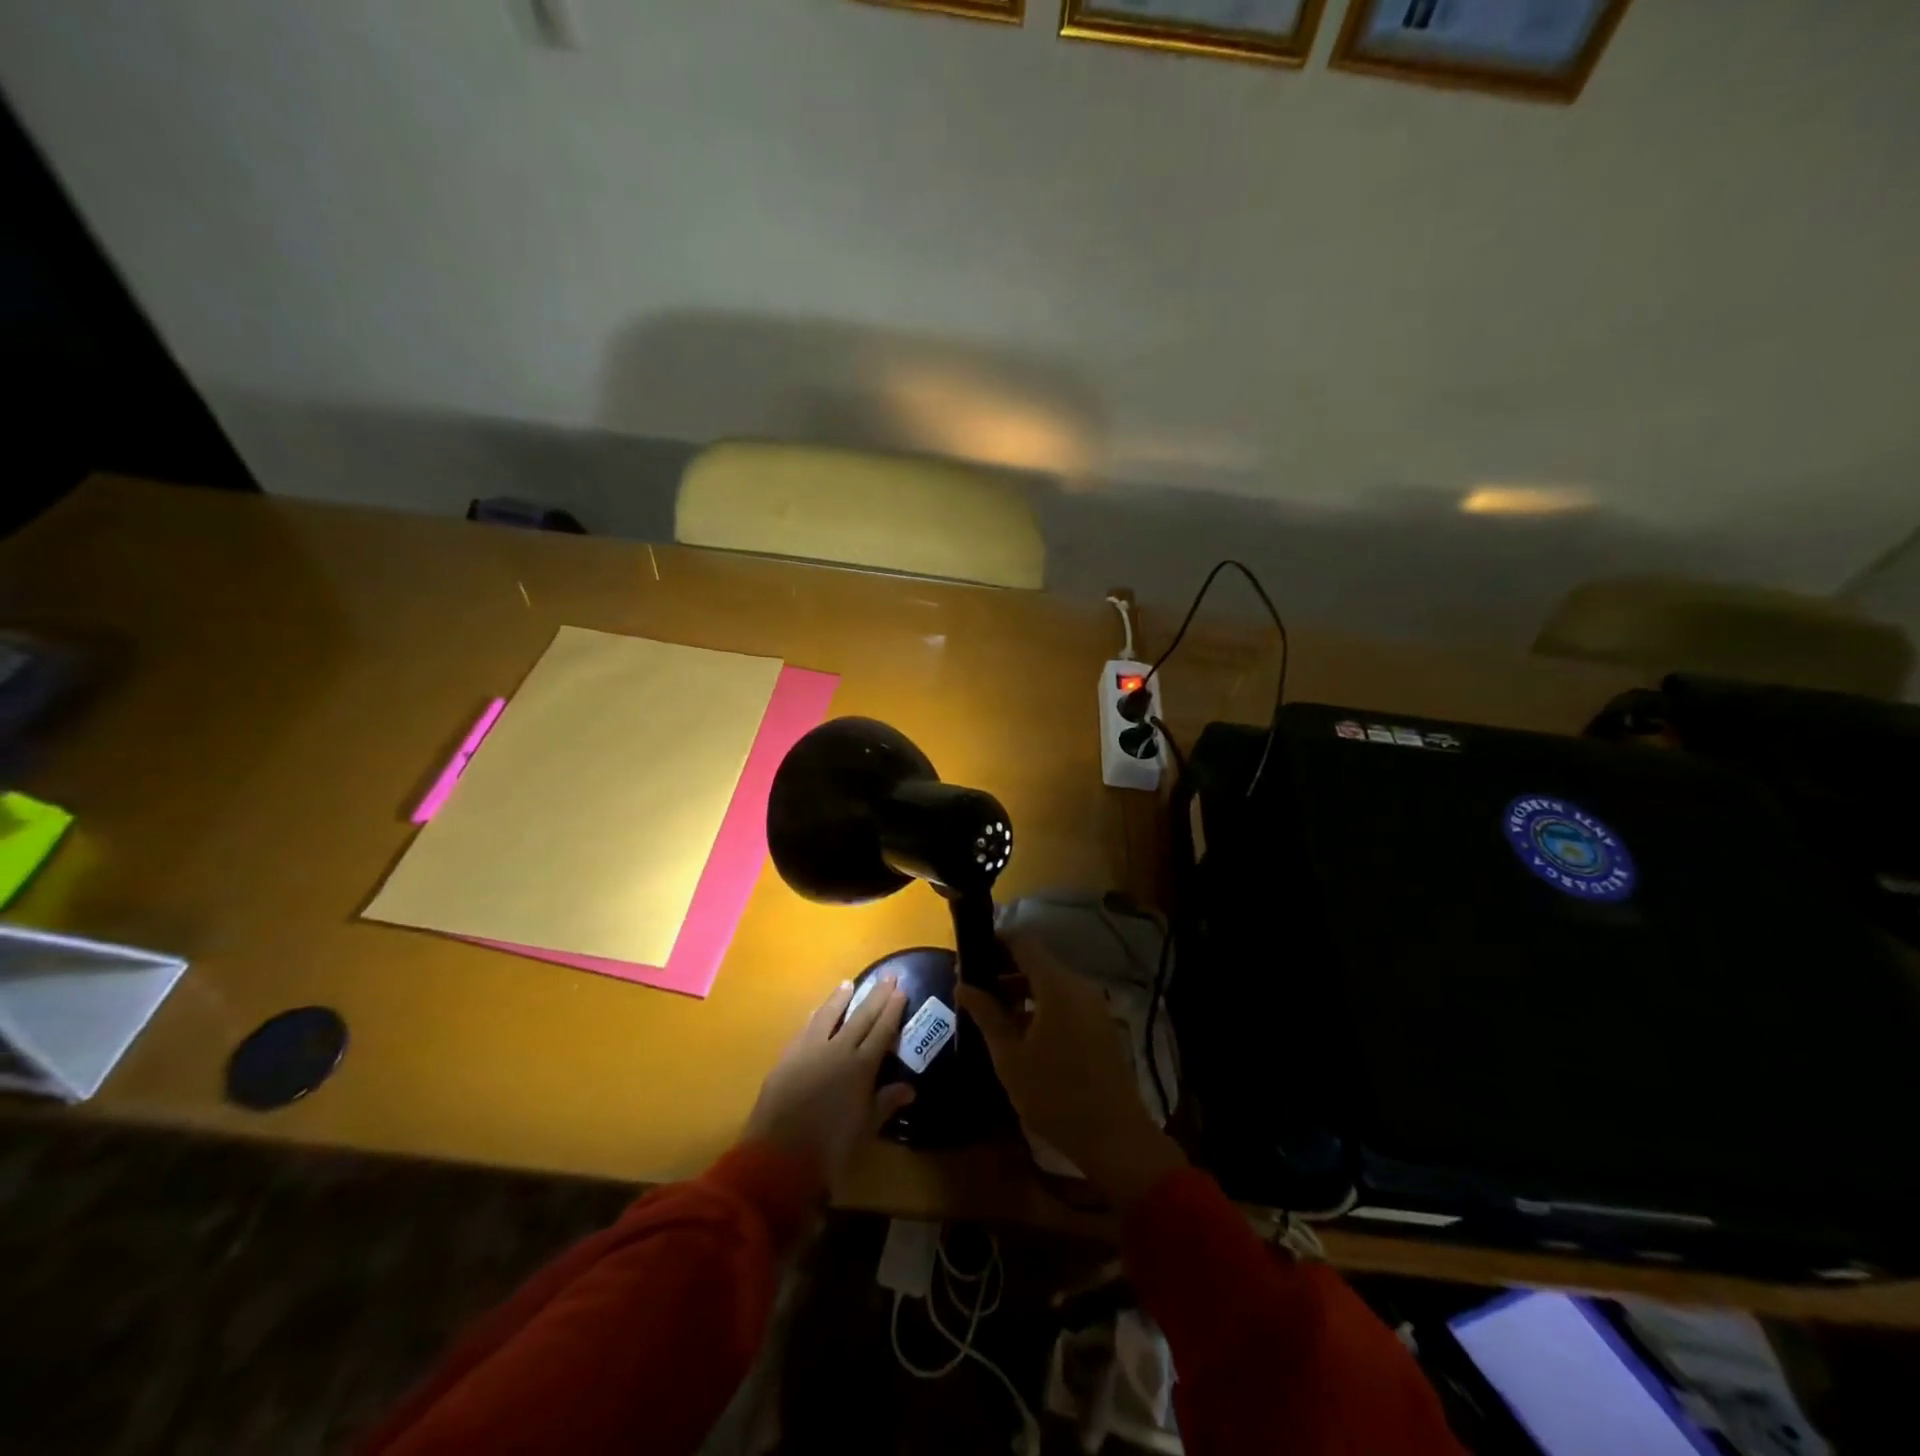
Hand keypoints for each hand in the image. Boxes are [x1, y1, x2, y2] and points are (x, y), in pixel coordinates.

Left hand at [745, 976, 916, 1184]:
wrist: (778, 1157)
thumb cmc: (830, 1149)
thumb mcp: (865, 1128)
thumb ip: (886, 1103)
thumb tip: (909, 1087)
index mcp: (861, 1067)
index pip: (882, 1030)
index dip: (892, 1010)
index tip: (901, 991)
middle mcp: (838, 1050)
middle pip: (860, 1016)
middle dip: (875, 995)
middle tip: (887, 975)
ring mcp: (810, 1050)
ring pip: (829, 1015)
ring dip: (840, 999)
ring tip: (848, 984)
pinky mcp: (788, 1057)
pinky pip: (807, 1028)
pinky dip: (816, 1016)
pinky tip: (818, 1011)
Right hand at [958, 936, 1184, 1206]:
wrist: (1114, 1137)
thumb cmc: (1055, 1095)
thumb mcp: (1010, 1057)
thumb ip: (986, 1015)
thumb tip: (962, 984)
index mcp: (1057, 985)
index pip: (1024, 942)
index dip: (996, 941)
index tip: (970, 954)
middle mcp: (1079, 985)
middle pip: (1038, 962)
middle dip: (1005, 970)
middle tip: (975, 989)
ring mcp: (1094, 1005)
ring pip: (1052, 983)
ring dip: (1022, 990)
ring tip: (992, 1013)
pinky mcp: (1101, 1025)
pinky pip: (1066, 1001)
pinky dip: (1042, 1005)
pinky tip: (1021, 1032)